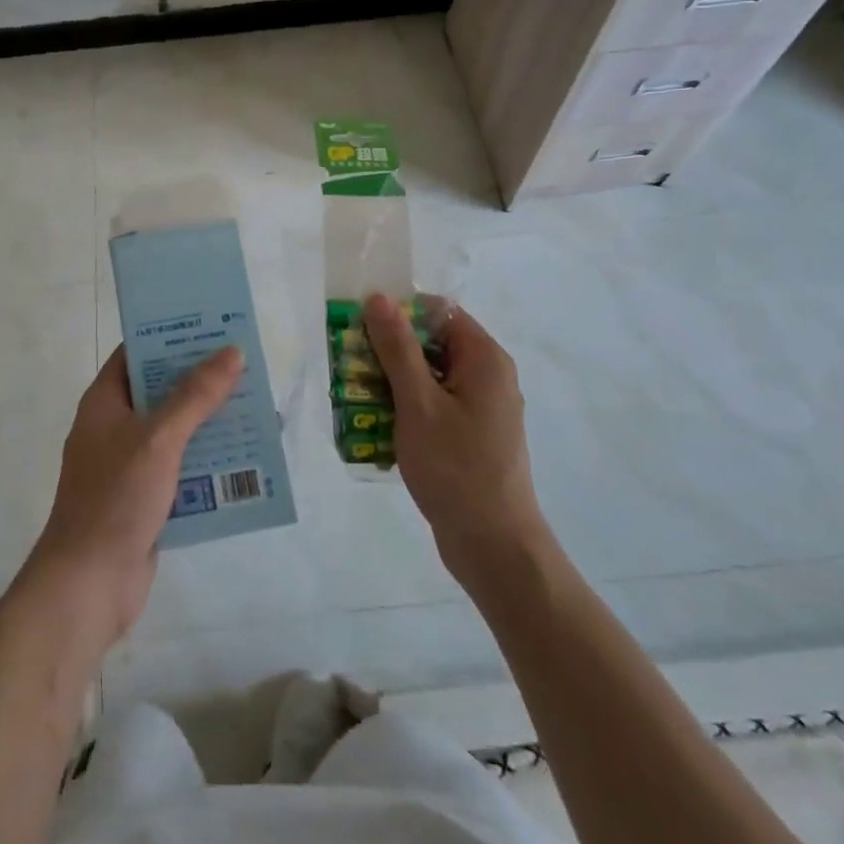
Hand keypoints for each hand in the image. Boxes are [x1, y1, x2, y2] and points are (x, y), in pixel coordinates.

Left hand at [25, 344, 242, 645]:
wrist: (89, 584)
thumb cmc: (116, 498)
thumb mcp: (159, 438)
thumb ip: (195, 395)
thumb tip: (232, 352)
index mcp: (105, 402)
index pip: (137, 353)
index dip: (171, 336)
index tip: (211, 326)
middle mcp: (114, 427)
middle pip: (161, 391)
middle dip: (201, 381)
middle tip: (246, 365)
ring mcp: (129, 465)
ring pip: (175, 431)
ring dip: (210, 422)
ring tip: (255, 408)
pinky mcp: (146, 498)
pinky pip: (181, 467)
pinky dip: (207, 461)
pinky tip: (244, 459)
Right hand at [362, 294, 547, 581]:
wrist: (494, 545)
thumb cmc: (456, 468)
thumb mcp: (418, 403)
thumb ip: (397, 348)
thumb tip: (380, 298)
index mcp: (484, 359)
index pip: (439, 312)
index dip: (400, 312)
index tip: (361, 326)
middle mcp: (488, 376)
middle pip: (433, 343)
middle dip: (390, 350)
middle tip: (349, 363)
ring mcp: (482, 408)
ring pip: (430, 376)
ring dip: (393, 382)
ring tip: (354, 394)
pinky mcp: (472, 435)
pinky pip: (435, 405)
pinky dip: (407, 408)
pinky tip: (376, 426)